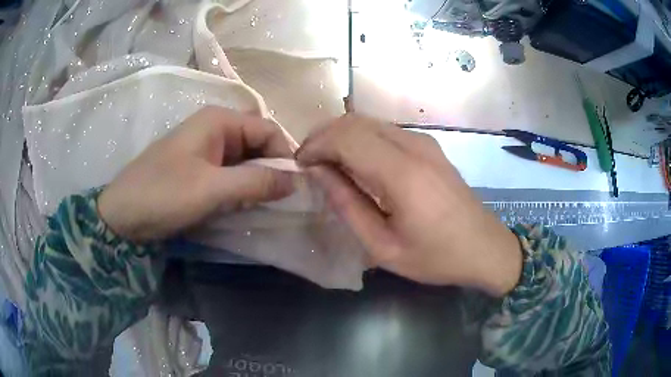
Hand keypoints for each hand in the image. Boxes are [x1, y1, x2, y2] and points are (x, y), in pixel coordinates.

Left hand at [98, 106, 296, 241]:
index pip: (268, 129)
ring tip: (264, 205)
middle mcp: (215, 128)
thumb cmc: (163, 194)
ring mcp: (205, 148)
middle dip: (272, 169)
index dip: (285, 155)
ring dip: (257, 181)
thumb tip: (297, 180)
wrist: (122, 215)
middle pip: (258, 143)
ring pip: (245, 160)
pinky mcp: (198, 167)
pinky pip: (230, 172)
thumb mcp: (212, 189)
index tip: (296, 187)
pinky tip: (243, 205)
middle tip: (282, 200)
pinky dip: (241, 187)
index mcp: (219, 120)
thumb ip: (256, 182)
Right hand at [296, 115, 521, 296]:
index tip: (299, 165)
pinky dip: (361, 139)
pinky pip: (385, 131)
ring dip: (341, 135)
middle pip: (355, 121)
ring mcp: (424, 142)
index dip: (316, 145)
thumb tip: (318, 172)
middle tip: (308, 162)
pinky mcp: (429, 146)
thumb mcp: (383, 246)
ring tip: (325, 162)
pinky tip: (355, 161)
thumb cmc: (436, 257)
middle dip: (323, 135)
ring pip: (369, 121)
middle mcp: (414, 146)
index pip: (346, 137)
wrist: (485, 248)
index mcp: (403, 174)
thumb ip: (347, 205)